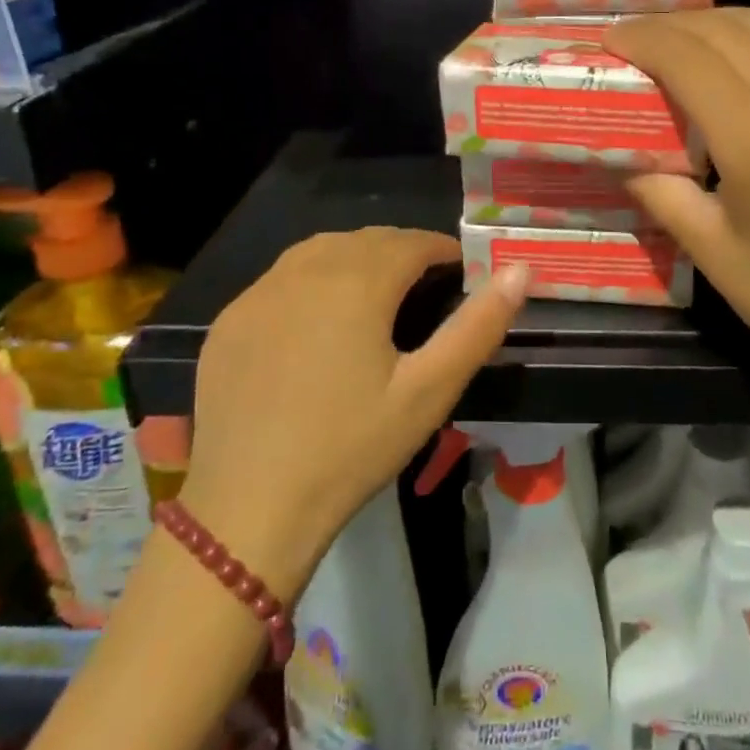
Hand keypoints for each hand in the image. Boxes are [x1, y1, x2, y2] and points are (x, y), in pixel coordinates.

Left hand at [178, 229, 527, 596]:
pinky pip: (279, 281)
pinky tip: (315, 323)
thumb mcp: (429, 391)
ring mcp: (258, 293)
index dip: (443, 250)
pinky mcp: (229, 320)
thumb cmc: (351, 448)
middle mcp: (304, 270)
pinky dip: (309, 282)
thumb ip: (478, 326)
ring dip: (355, 258)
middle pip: (366, 239)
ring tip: (376, 294)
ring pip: (319, 251)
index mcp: (357, 281)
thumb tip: (520, 271)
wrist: (247, 510)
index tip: (462, 271)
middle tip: (425, 286)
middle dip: (402, 251)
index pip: (412, 242)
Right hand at [604, 8, 749, 403]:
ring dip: (711, 24)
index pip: (692, 60)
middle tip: (631, 41)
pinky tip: (721, 68)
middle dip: (671, 25)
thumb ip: (660, 191)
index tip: (608, 40)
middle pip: (728, 30)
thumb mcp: (708, 250)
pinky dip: (745, 42)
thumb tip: (623, 157)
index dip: (645, 40)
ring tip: (671, 44)